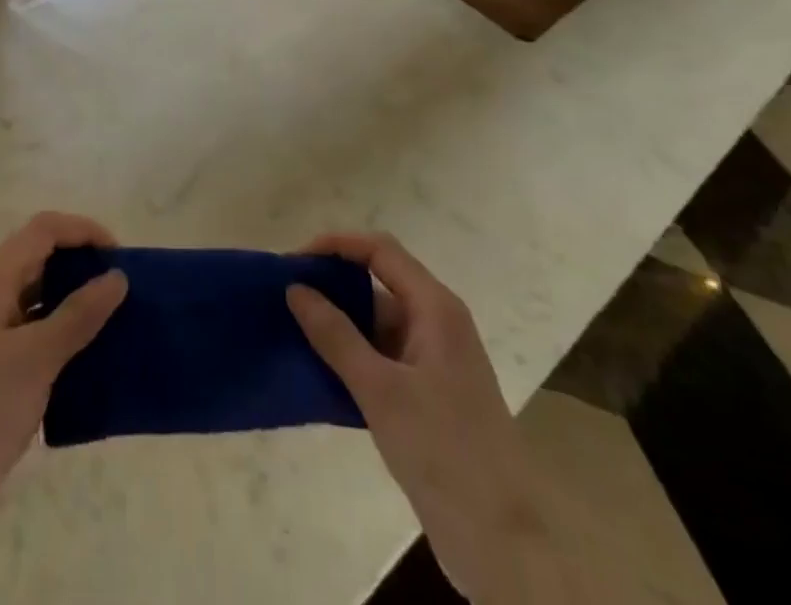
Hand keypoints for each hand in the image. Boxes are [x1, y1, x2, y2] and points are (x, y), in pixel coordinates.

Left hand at [0, 213, 127, 604]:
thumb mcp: (38, 358)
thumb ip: (80, 314)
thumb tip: (117, 277)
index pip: (42, 230)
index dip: (83, 231)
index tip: (120, 256)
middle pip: (36, 256)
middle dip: (78, 263)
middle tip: (118, 286)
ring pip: (32, 294)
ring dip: (69, 298)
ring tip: (108, 317)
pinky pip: (27, 329)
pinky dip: (56, 330)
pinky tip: (81, 354)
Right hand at [287, 232, 564, 604]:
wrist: (504, 544)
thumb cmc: (444, 451)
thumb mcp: (380, 390)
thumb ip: (335, 335)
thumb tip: (296, 287)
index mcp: (435, 307)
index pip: (380, 250)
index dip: (336, 245)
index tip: (294, 261)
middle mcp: (437, 322)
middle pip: (378, 281)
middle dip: (332, 284)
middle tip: (286, 296)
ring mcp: (434, 359)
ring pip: (377, 322)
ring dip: (338, 323)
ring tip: (291, 329)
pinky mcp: (428, 392)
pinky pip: (381, 355)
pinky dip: (351, 355)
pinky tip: (317, 370)